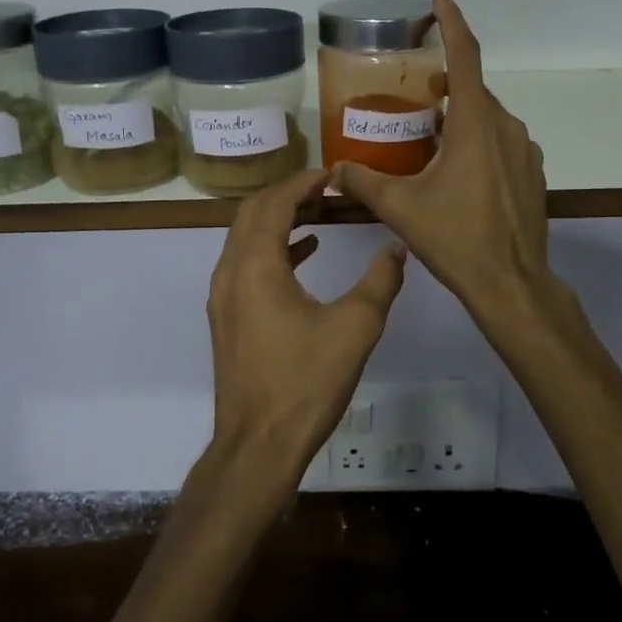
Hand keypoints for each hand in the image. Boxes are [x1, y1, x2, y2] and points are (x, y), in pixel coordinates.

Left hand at [206, 167, 406, 486]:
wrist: (258, 446)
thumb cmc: (306, 383)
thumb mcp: (356, 328)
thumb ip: (380, 281)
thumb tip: (397, 247)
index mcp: (257, 265)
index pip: (275, 203)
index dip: (303, 183)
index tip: (333, 175)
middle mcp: (231, 272)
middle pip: (253, 213)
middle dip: (288, 194)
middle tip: (327, 190)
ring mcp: (224, 296)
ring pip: (246, 237)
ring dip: (279, 219)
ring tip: (320, 213)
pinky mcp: (227, 317)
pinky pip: (246, 263)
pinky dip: (273, 248)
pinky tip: (306, 252)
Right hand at [332, 0, 551, 325]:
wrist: (511, 283)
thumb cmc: (455, 238)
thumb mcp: (400, 208)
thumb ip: (363, 182)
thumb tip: (333, 173)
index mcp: (475, 123)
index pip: (466, 56)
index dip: (452, 23)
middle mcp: (505, 126)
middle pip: (473, 91)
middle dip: (446, 84)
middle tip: (416, 96)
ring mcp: (524, 150)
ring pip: (488, 118)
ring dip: (461, 117)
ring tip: (431, 138)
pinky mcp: (532, 172)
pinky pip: (501, 141)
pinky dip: (479, 141)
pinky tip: (458, 172)